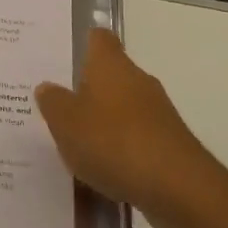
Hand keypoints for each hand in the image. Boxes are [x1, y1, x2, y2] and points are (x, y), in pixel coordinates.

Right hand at [35, 29, 224, 221]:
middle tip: (57, 107)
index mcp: (111, 65)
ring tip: (74, 143)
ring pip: (123, 108)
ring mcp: (158, 113)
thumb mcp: (65, 122)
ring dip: (102, 121)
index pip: (99, 39)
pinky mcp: (169, 144)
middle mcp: (138, 81)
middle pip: (109, 75)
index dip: (82, 44)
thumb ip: (52, 102)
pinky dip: (119, 147)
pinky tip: (103, 169)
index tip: (64, 58)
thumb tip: (48, 87)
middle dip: (86, 89)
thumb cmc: (113, 142)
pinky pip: (136, 137)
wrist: (179, 189)